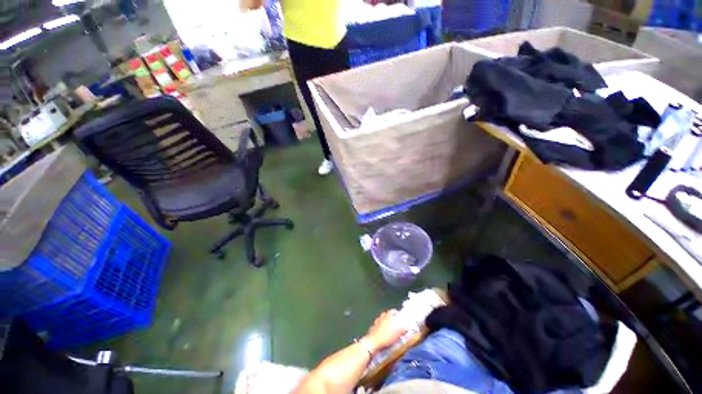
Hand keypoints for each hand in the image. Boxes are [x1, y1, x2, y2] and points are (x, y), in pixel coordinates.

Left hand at [363, 309, 406, 353]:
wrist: (373, 343)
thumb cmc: (386, 337)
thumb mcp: (397, 333)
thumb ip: (403, 328)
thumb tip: (407, 326)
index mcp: (388, 315)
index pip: (394, 311)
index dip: (398, 314)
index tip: (401, 319)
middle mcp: (381, 316)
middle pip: (387, 315)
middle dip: (392, 319)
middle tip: (396, 325)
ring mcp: (376, 322)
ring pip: (382, 320)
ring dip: (386, 323)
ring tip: (390, 330)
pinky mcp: (372, 328)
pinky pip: (378, 327)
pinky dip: (381, 329)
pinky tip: (383, 334)